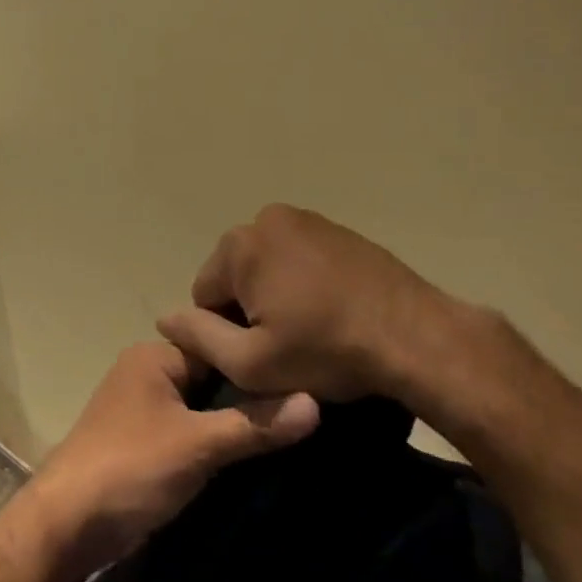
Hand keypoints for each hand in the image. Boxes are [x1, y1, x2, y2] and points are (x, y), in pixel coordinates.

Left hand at [23, 342, 318, 577]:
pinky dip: (215, 440)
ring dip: (235, 421)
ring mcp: (142, 408)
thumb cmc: (132, 468)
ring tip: (291, 432)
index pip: (219, 346)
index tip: (308, 377)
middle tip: (309, 408)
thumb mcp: (198, 444)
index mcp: (154, 356)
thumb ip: (254, 424)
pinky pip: (189, 430)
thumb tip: (316, 402)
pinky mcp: (142, 442)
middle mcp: (146, 372)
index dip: (259, 362)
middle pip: (212, 376)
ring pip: (201, 406)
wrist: (67, 523)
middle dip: (250, 393)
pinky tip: (251, 455)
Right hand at [155, 203, 460, 403]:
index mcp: (239, 246)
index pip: (205, 294)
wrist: (417, 337)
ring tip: (312, 328)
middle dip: (250, 308)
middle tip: (287, 344)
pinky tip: (331, 311)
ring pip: (267, 266)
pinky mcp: (338, 230)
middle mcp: (266, 219)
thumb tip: (164, 318)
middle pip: (235, 275)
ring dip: (277, 295)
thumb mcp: (251, 363)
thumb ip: (199, 337)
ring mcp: (306, 220)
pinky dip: (304, 282)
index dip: (225, 332)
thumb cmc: (327, 351)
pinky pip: (299, 258)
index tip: (262, 354)